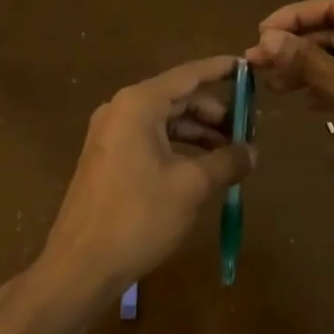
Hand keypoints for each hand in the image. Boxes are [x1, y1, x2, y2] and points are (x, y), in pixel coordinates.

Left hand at [37, 55, 256, 305]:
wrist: (81, 264)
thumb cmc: (138, 216)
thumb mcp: (191, 186)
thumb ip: (226, 162)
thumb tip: (253, 152)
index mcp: (138, 104)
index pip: (188, 75)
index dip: (220, 70)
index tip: (248, 68)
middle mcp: (121, 109)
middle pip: (177, 97)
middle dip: (214, 112)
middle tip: (247, 129)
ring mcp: (110, 133)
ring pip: (164, 120)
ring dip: (198, 132)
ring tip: (230, 153)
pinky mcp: (108, 157)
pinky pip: (150, 138)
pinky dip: (178, 146)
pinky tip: (201, 167)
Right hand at [245, 0, 333, 194]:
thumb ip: (307, 61)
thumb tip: (267, 39)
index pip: (332, 7)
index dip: (292, 18)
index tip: (258, 35)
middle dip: (298, 48)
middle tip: (257, 65)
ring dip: (310, 70)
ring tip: (274, 87)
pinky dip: (332, 87)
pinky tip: (308, 102)